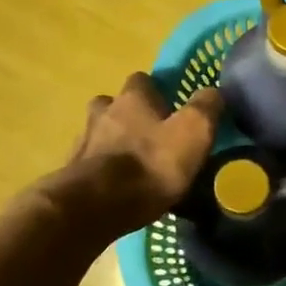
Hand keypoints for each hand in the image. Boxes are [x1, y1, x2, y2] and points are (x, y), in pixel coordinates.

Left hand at [32, 75, 221, 246]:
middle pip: (114, 104)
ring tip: (135, 164)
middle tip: (151, 135)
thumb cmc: (152, 164)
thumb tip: (212, 92)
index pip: (142, 80)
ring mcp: (84, 142)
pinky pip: (92, 164)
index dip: (156, 91)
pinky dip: (104, 170)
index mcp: (133, 99)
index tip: (170, 107)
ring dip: (114, 142)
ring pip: (100, 133)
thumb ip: (205, 107)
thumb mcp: (194, 132)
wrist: (98, 205)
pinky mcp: (73, 173)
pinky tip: (118, 186)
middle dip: (130, 116)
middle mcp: (103, 112)